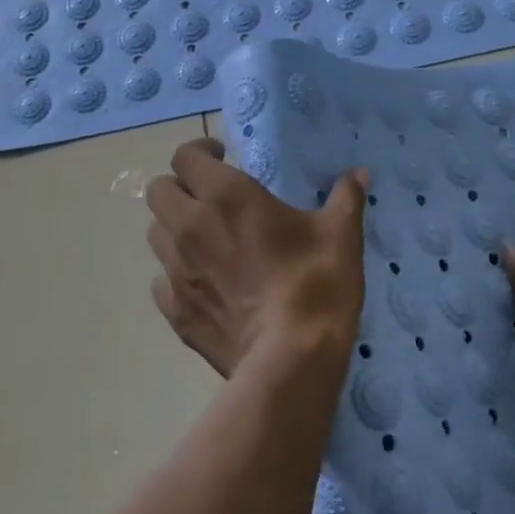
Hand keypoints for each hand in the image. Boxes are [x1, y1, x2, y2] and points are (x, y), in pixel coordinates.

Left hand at [144, 137, 369, 377]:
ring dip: (174, 229)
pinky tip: (204, 283)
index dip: (199, 152)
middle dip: (179, 187)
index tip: (222, 158)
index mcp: (225, 195)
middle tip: (208, 196)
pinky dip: (176, 275)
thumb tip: (359, 173)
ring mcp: (177, 271)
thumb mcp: (340, 233)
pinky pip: (161, 282)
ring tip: (204, 239)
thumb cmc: (316, 282)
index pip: (184, 157)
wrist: (290, 361)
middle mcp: (191, 226)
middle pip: (157, 191)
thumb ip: (346, 197)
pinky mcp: (175, 312)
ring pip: (155, 234)